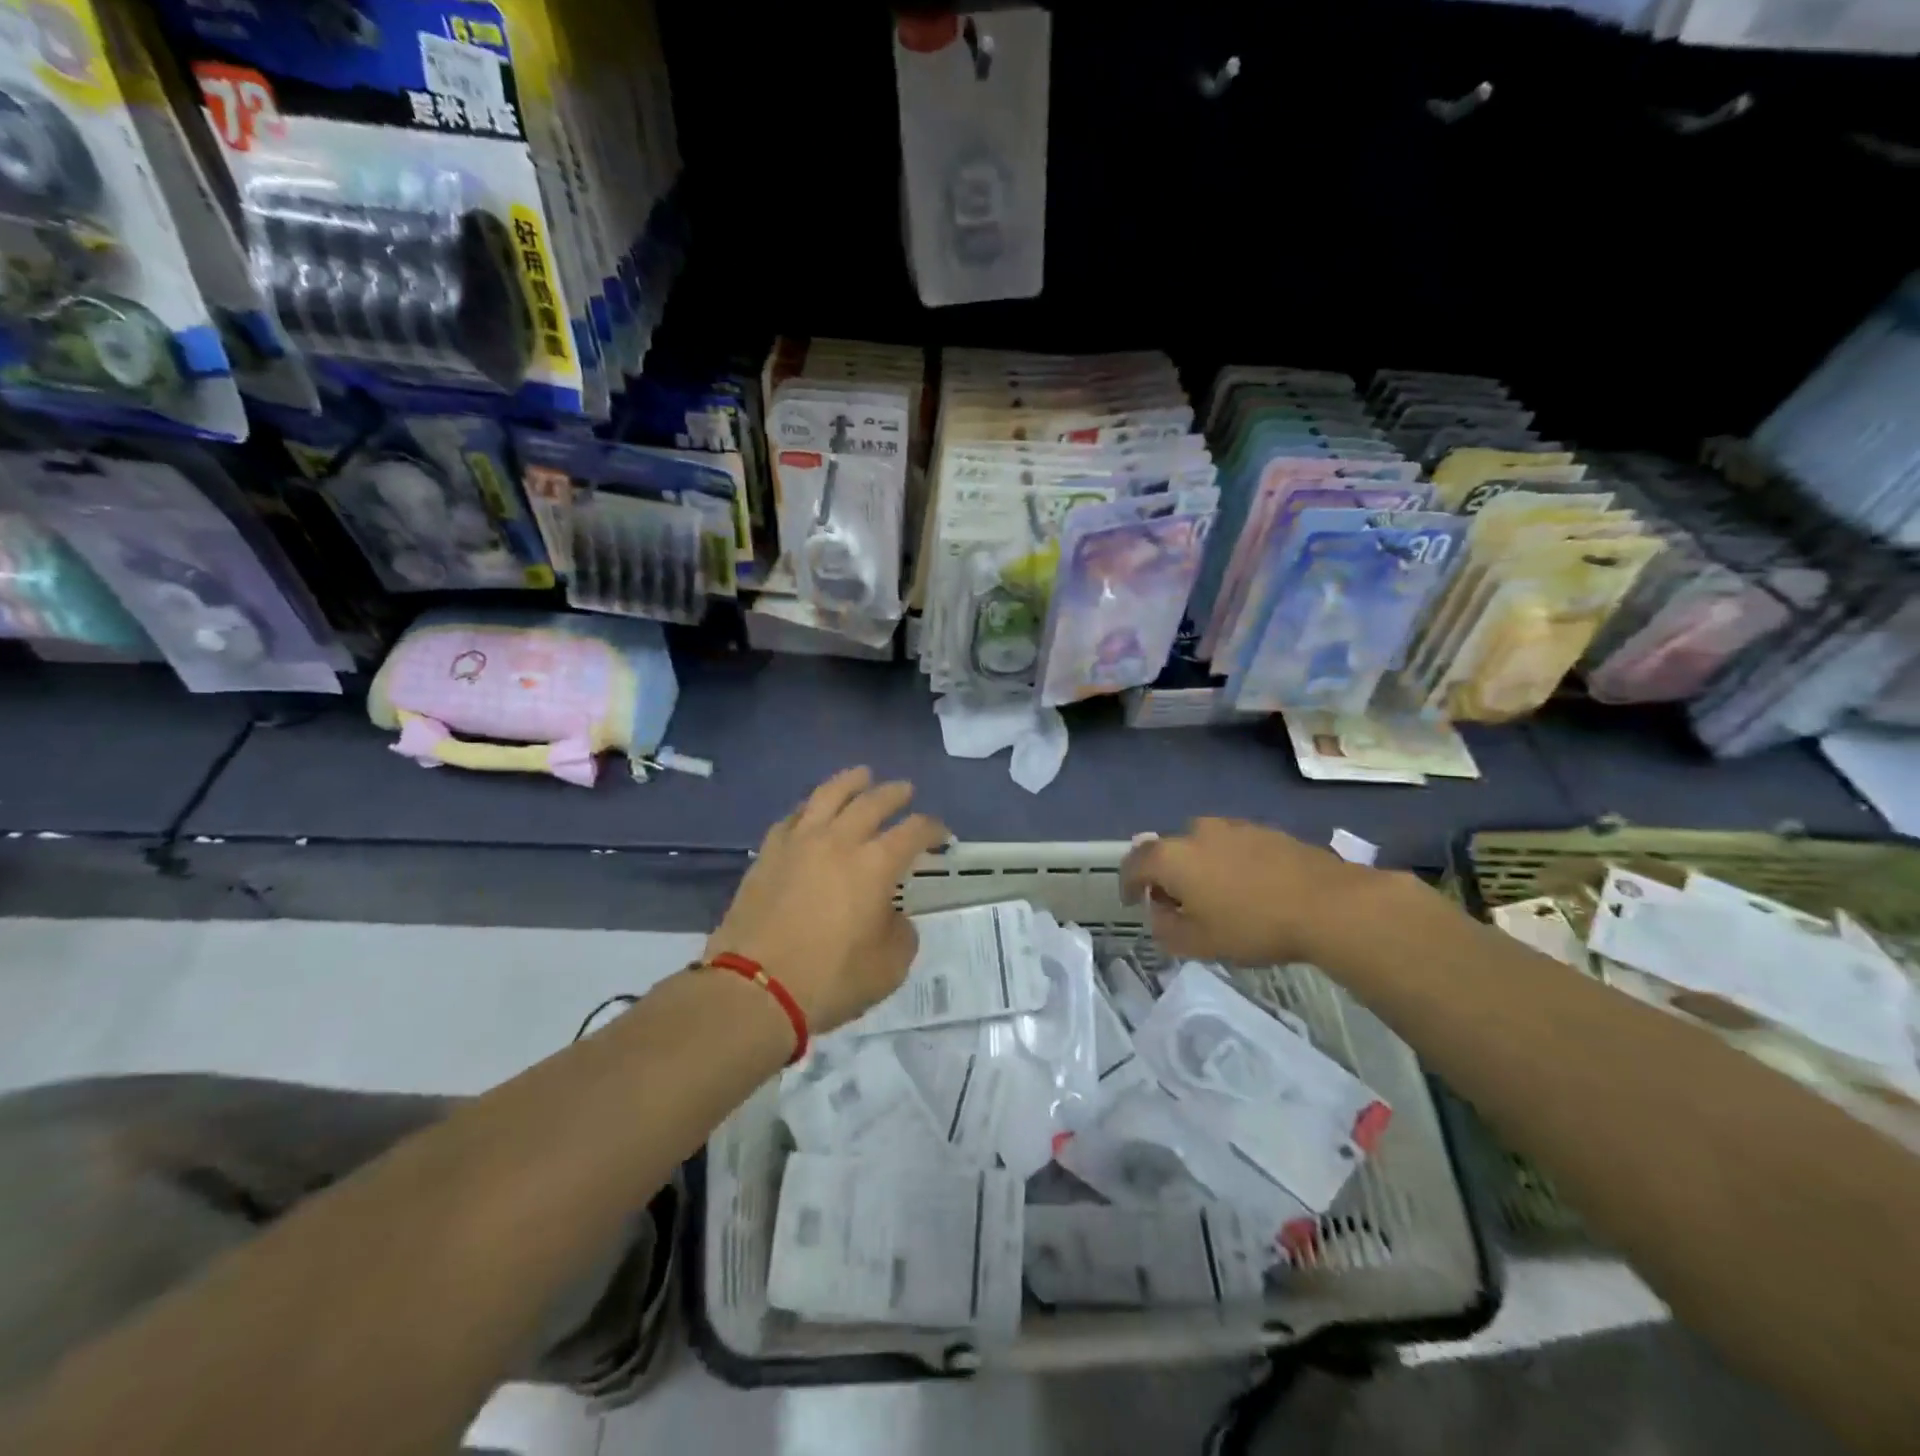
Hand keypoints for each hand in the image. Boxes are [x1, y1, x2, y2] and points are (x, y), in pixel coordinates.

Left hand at [707, 768, 949, 1035]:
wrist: (753, 989)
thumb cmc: (829, 980)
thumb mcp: (888, 967)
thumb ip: (901, 932)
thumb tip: (891, 916)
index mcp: (875, 864)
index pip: (914, 831)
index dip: (932, 828)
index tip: (941, 835)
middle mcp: (839, 841)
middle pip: (873, 801)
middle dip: (895, 794)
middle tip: (905, 791)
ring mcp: (799, 842)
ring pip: (829, 795)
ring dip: (851, 781)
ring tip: (862, 775)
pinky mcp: (768, 854)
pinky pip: (793, 817)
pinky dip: (810, 808)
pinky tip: (812, 810)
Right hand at [1120, 818, 1380, 966]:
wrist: (1328, 904)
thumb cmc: (1252, 926)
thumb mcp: (1198, 943)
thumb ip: (1165, 929)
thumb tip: (1159, 912)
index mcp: (1172, 856)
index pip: (1134, 863)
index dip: (1127, 883)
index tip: (1132, 901)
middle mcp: (1196, 832)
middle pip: (1168, 852)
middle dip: (1166, 876)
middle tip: (1176, 904)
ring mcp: (1233, 827)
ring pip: (1202, 846)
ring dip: (1198, 867)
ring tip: (1215, 896)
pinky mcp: (1265, 830)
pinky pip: (1232, 846)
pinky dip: (1228, 863)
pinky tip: (1247, 887)